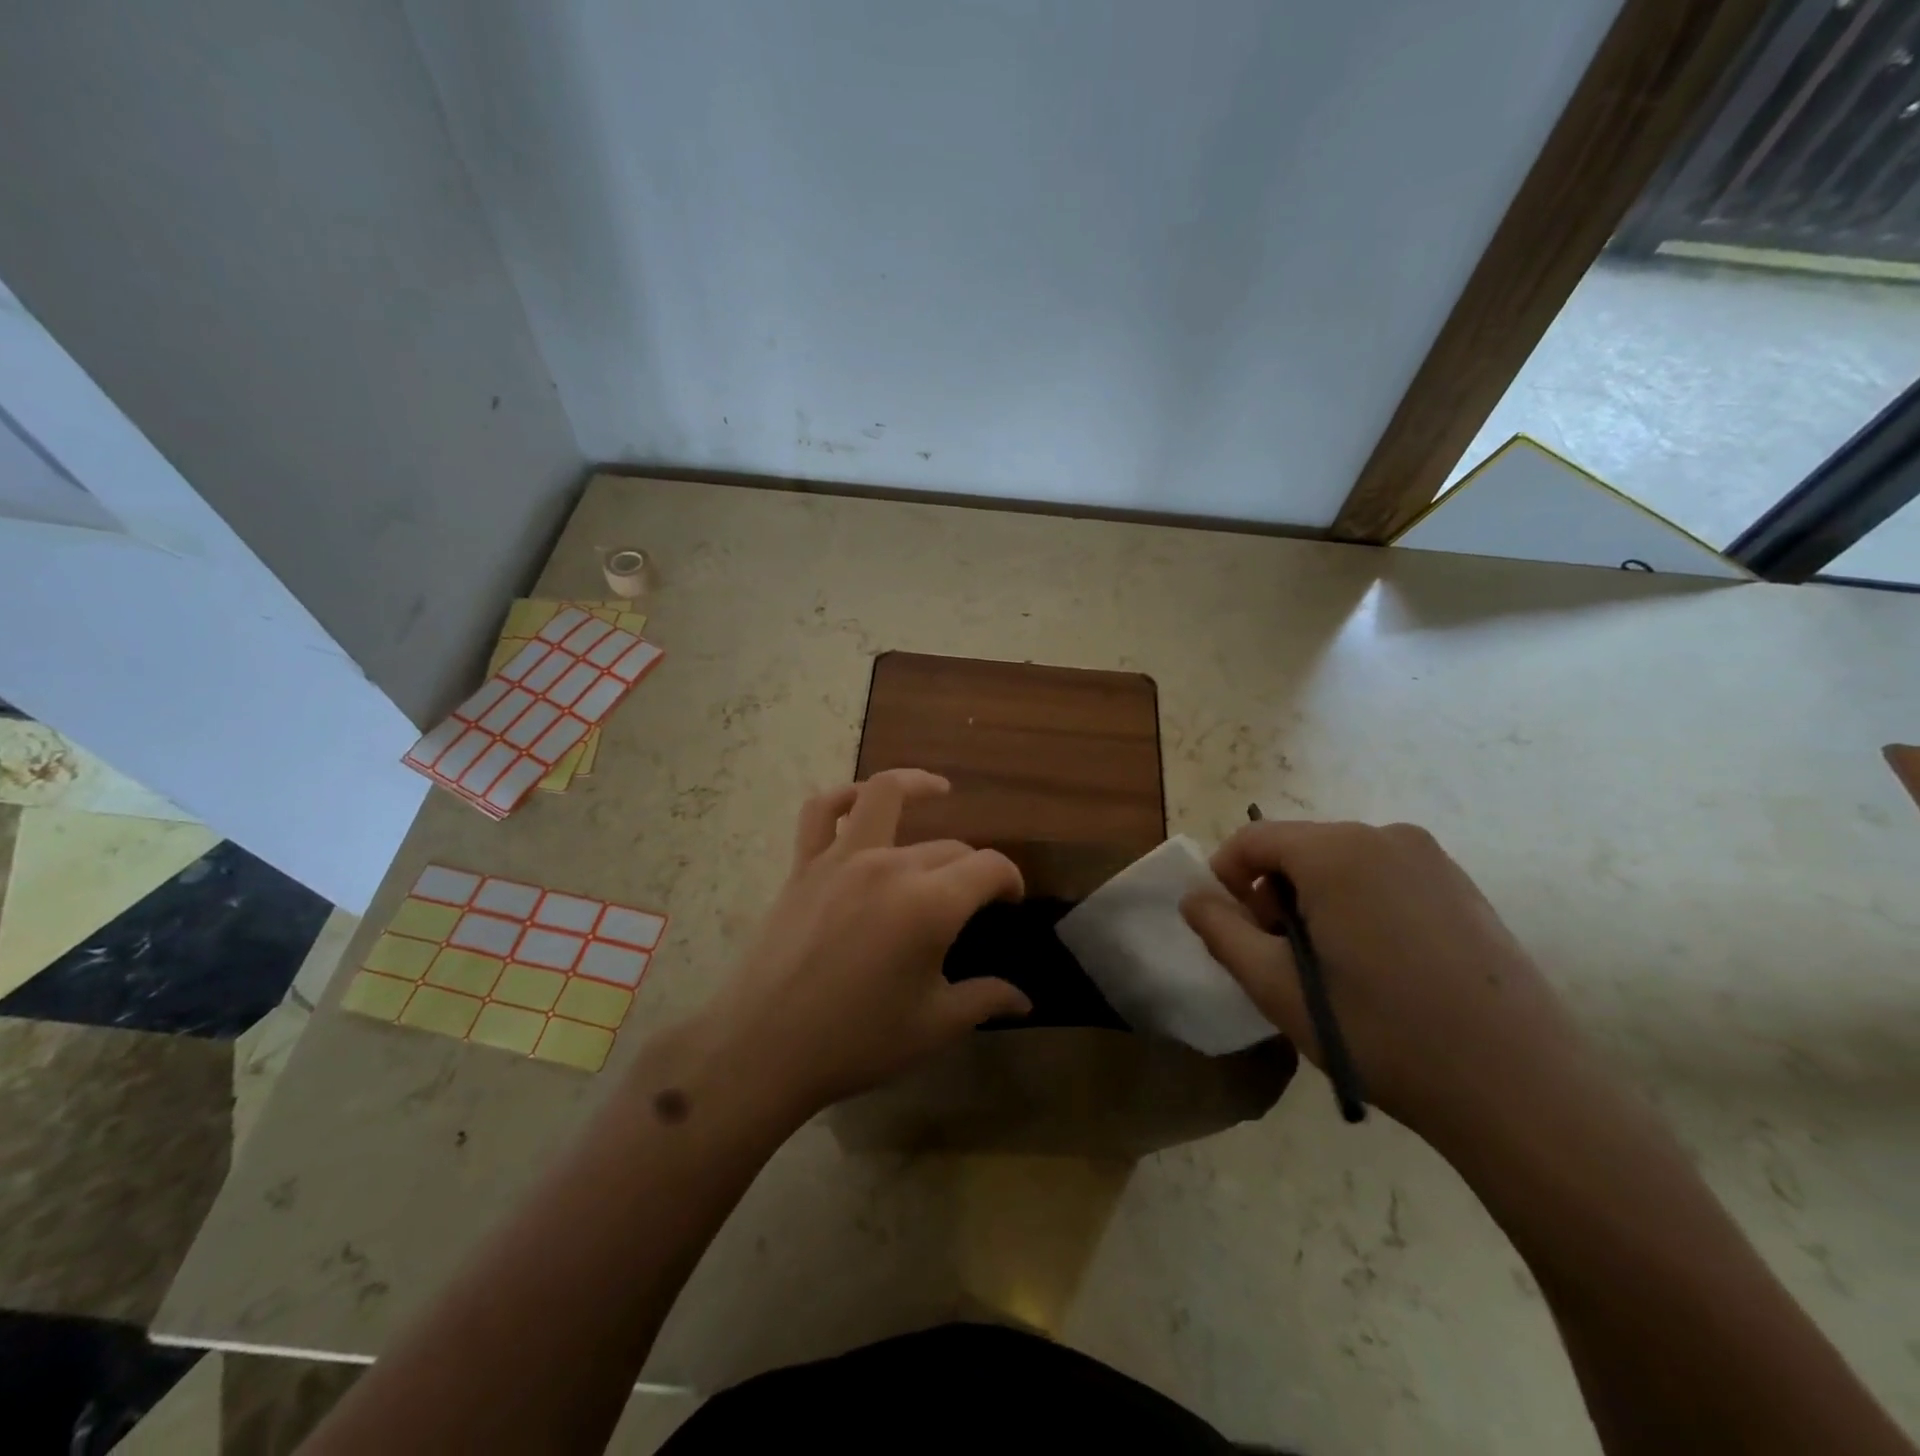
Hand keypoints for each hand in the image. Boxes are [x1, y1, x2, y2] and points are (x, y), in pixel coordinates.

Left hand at [703, 769, 1030, 1114]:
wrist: (763, 1048)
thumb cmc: (856, 1042)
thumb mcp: (933, 1026)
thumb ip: (985, 1000)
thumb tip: (1025, 999)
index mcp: (930, 905)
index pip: (989, 867)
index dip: (1010, 879)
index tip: (1012, 900)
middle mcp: (890, 866)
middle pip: (948, 846)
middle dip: (971, 867)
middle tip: (974, 898)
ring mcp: (842, 859)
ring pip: (885, 795)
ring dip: (917, 786)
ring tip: (938, 791)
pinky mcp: (805, 865)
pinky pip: (822, 811)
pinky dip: (845, 795)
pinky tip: (862, 800)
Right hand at [1181, 820, 1591, 1144]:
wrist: (1521, 1090)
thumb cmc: (1381, 1033)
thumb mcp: (1276, 987)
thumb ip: (1222, 932)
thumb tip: (1194, 898)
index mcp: (1336, 851)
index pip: (1253, 839)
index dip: (1226, 878)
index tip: (1230, 930)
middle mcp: (1385, 836)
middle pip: (1298, 850)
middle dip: (1273, 895)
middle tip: (1280, 959)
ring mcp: (1432, 860)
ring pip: (1341, 865)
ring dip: (1315, 903)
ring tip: (1331, 970)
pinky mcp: (1463, 888)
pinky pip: (1383, 879)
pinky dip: (1359, 907)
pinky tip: (1380, 969)